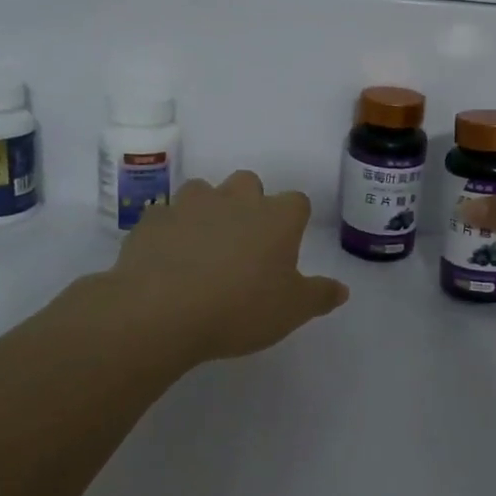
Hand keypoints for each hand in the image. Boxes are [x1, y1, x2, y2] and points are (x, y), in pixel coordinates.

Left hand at [108, 171, 350, 363]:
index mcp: (276, 218)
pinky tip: (167, 259)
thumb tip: (341, 289)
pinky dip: (170, 231)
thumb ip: (319, 296)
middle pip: (249, 183)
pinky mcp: (153, 220)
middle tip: (245, 243)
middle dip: (249, 203)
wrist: (160, 311)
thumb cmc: (239, 309)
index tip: (287, 246)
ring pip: (203, 191)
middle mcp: (235, 200)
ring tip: (203, 247)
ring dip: (207, 210)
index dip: (294, 221)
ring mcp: (190, 205)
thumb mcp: (291, 311)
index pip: (297, 202)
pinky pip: (165, 216)